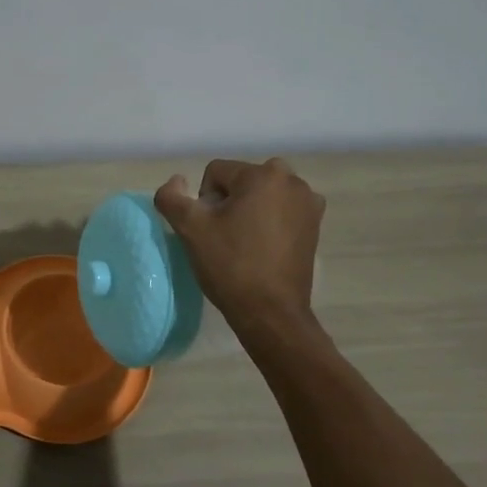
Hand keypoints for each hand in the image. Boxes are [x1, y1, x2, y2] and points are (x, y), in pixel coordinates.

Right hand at [154, 158, 324, 329]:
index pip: (216, 173)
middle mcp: (292, 181)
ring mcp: (309, 203)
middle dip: (229, 202)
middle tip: (225, 235)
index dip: (204, 201)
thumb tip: (177, 181)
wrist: (270, 313)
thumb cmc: (230, 265)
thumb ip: (171, 196)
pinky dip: (269, 221)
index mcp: (263, 175)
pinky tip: (263, 247)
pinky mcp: (315, 225)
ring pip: (262, 195)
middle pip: (241, 181)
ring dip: (249, 210)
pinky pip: (281, 210)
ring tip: (244, 243)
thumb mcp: (189, 228)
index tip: (210, 230)